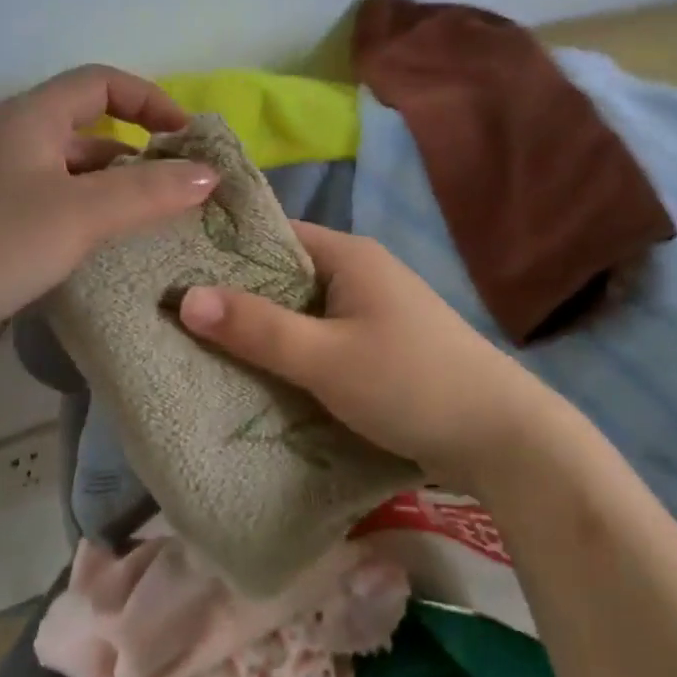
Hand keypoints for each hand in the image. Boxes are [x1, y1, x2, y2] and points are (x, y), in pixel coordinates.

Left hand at [0, 65, 218, 381]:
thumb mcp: (79, 212)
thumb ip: (148, 191)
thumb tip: (211, 174)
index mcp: (28, 119)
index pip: (100, 83)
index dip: (149, 99)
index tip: (188, 136)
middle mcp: (14, 146)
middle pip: (90, 132)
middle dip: (141, 153)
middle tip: (186, 188)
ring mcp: (3, 193)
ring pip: (77, 179)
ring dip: (120, 194)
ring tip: (165, 225)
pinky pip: (61, 217)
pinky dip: (95, 226)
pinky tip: (120, 255)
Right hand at [177, 223, 548, 483]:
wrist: (504, 439)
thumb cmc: (411, 384)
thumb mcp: (326, 358)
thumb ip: (258, 328)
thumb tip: (183, 297)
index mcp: (349, 255)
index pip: (273, 236)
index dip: (224, 251)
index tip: (173, 271)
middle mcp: (360, 272)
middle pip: (284, 274)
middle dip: (236, 296)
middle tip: (175, 316)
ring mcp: (373, 310)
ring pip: (301, 311)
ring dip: (264, 329)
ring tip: (203, 346)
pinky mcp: (380, 346)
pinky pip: (321, 338)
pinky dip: (291, 352)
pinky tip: (258, 374)